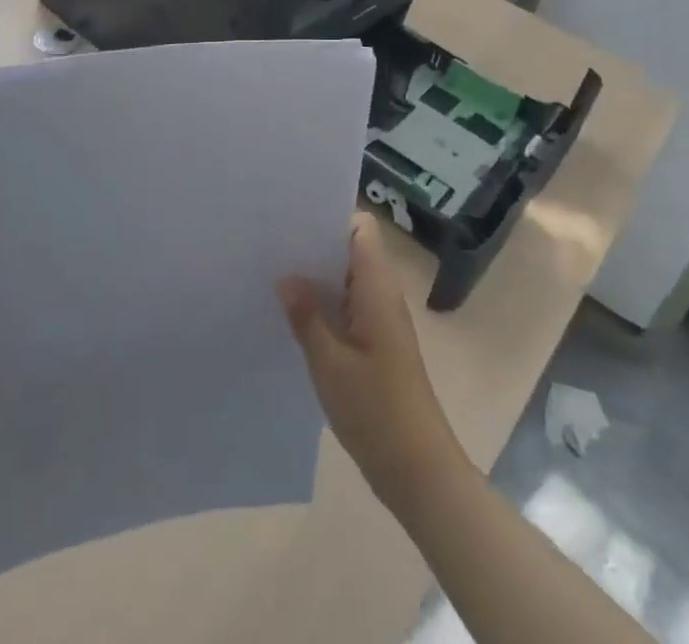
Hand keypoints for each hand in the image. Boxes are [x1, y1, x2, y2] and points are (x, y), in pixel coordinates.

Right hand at [277, 214, 466, 516]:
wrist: (419, 472)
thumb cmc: (376, 410)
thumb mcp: (330, 362)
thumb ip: (306, 314)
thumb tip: (286, 275)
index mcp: (377, 287)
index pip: (360, 228)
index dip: (330, 217)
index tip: (291, 219)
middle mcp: (381, 295)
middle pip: (349, 251)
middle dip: (313, 246)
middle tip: (270, 245)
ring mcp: (379, 321)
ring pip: (345, 281)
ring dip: (315, 278)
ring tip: (271, 273)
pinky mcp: (374, 345)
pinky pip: (346, 308)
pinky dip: (322, 305)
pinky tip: (290, 316)